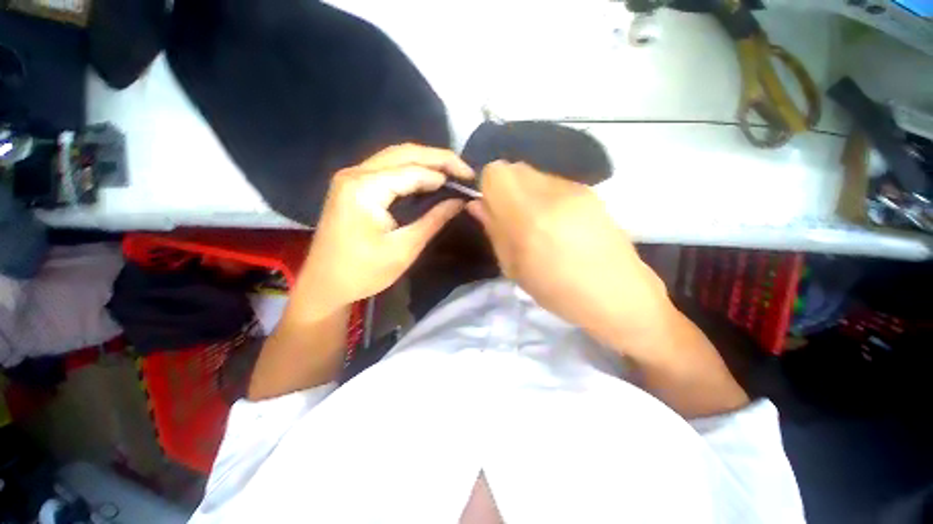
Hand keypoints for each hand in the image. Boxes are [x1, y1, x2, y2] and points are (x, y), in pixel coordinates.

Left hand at [295, 144, 473, 317]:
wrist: (324, 285)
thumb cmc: (364, 272)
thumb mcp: (404, 248)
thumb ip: (433, 220)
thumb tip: (459, 202)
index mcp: (365, 189)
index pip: (413, 171)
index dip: (444, 173)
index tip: (468, 181)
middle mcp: (355, 173)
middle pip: (404, 153)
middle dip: (438, 158)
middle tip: (464, 170)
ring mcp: (351, 177)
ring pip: (395, 156)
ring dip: (425, 161)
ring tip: (451, 171)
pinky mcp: (352, 185)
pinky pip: (387, 168)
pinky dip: (411, 170)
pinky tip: (427, 178)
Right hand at [466, 161, 670, 350]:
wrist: (618, 295)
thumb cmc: (558, 291)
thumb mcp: (514, 267)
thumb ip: (494, 230)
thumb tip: (477, 204)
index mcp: (529, 217)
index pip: (495, 172)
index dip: (488, 188)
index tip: (492, 209)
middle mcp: (552, 194)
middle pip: (514, 168)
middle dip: (505, 188)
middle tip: (511, 217)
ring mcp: (575, 189)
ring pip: (534, 173)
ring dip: (525, 192)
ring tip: (536, 222)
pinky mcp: (590, 191)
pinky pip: (553, 182)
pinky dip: (544, 195)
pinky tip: (557, 222)